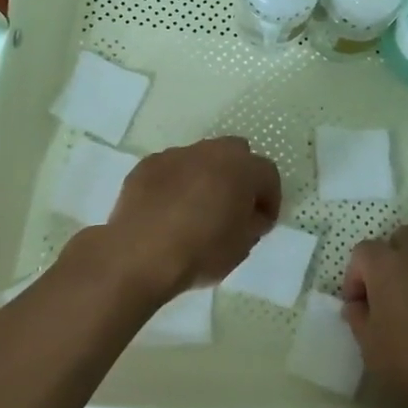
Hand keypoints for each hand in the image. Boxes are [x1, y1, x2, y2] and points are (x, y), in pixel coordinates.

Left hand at [104, 137, 280, 299]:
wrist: (137, 255)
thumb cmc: (199, 252)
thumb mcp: (241, 247)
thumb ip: (253, 223)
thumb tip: (252, 214)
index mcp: (241, 168)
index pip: (268, 174)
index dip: (270, 199)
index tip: (262, 223)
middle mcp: (210, 152)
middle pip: (236, 153)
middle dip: (239, 176)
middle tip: (233, 206)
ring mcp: (175, 155)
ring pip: (201, 158)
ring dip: (206, 176)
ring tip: (197, 208)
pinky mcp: (146, 165)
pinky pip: (171, 169)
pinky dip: (176, 183)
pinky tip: (168, 210)